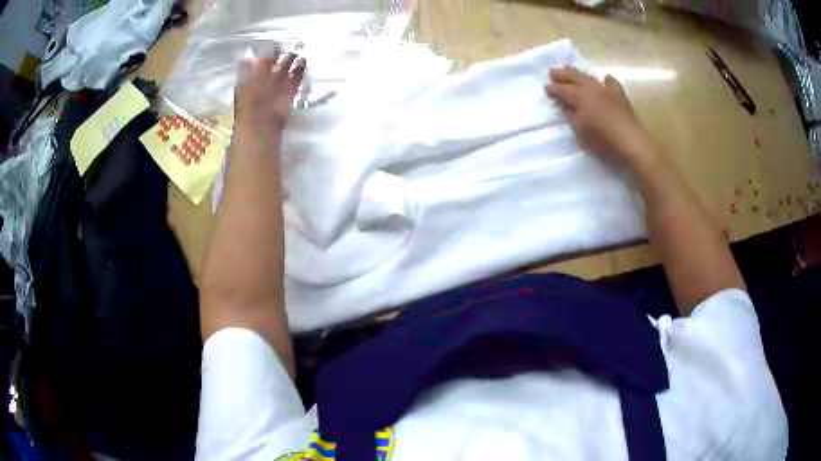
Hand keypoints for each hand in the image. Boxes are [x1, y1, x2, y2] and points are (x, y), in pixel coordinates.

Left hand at [234, 46, 305, 139]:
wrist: (262, 123)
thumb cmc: (254, 98)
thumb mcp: (256, 74)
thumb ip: (265, 59)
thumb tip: (272, 44)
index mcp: (248, 78)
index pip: (255, 62)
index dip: (263, 54)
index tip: (273, 44)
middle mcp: (260, 83)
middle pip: (270, 67)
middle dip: (279, 57)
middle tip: (289, 45)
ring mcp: (273, 90)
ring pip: (282, 73)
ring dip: (290, 63)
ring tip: (299, 52)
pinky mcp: (286, 96)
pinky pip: (293, 81)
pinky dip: (299, 72)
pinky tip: (304, 62)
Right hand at [546, 67, 657, 171]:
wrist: (631, 143)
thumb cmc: (602, 140)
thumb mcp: (580, 130)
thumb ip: (570, 114)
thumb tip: (564, 103)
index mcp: (580, 96)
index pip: (562, 90)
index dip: (553, 89)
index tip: (546, 88)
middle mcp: (592, 88)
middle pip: (574, 76)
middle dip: (562, 74)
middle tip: (552, 73)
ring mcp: (607, 90)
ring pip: (590, 77)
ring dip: (578, 75)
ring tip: (572, 74)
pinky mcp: (620, 95)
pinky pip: (611, 83)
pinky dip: (605, 81)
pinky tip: (604, 80)